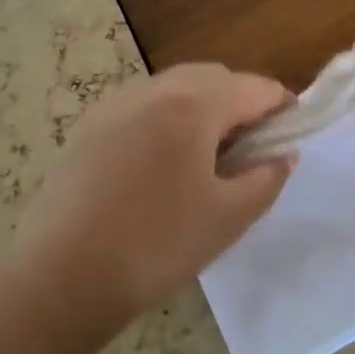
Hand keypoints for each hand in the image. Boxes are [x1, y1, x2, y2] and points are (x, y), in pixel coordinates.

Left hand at [15, 64, 293, 337]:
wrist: (63, 275)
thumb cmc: (157, 245)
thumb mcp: (228, 217)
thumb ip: (266, 178)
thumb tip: (283, 154)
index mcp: (194, 106)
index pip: (254, 87)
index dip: (282, 107)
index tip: (291, 134)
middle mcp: (154, 90)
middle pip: (214, 77)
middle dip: (242, 101)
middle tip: (252, 147)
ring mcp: (116, 104)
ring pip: (175, 87)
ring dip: (203, 106)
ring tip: (208, 154)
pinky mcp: (89, 125)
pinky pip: (143, 105)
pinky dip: (167, 116)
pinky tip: (162, 161)